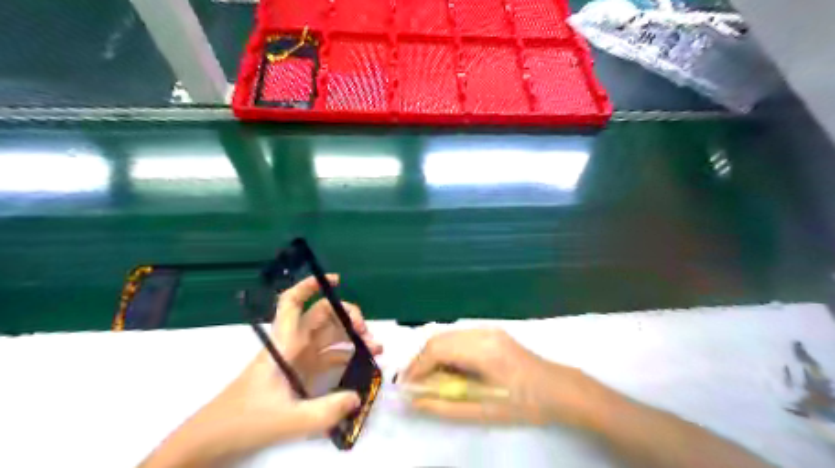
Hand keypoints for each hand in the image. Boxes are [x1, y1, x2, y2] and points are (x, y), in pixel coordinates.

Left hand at [139, 274, 380, 466]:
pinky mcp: (302, 374)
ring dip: (353, 338)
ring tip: (375, 349)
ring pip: (329, 336)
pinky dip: (347, 356)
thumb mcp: (287, 420)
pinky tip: (363, 364)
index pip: (292, 303)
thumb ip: (325, 412)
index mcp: (284, 344)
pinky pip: (329, 357)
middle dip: (348, 317)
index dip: (310, 285)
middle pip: (322, 317)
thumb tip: (358, 398)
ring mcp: (299, 359)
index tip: (335, 280)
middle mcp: (293, 345)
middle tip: (367, 334)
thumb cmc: (243, 422)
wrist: (213, 440)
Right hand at [401, 327, 602, 429]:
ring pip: (448, 335)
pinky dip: (446, 350)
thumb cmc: (524, 404)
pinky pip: (459, 337)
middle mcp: (482, 332)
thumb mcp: (484, 411)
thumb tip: (415, 400)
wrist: (558, 388)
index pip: (437, 349)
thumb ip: (445, 406)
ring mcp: (488, 329)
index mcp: (482, 350)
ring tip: (429, 378)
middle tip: (414, 383)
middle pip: (439, 338)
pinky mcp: (491, 332)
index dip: (417, 366)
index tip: (406, 385)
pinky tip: (448, 368)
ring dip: (433, 354)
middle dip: (421, 360)